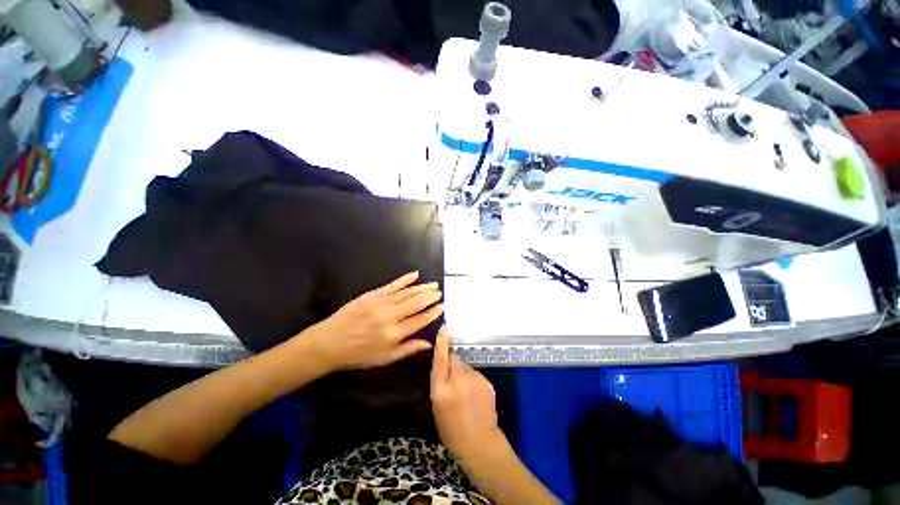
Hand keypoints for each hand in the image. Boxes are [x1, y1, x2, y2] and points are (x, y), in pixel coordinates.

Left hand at [307, 271, 442, 369]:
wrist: (330, 342)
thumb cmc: (358, 354)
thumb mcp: (384, 358)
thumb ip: (408, 349)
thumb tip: (428, 343)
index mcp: (394, 333)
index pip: (420, 320)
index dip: (433, 312)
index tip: (442, 306)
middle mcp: (390, 316)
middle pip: (416, 303)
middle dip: (430, 297)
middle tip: (440, 292)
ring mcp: (381, 303)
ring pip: (407, 292)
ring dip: (422, 287)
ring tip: (433, 285)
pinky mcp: (372, 295)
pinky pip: (392, 285)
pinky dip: (405, 279)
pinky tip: (415, 275)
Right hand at [431, 326, 502, 459]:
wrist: (480, 443)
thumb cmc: (451, 430)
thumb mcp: (436, 407)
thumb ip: (440, 383)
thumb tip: (444, 365)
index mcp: (441, 389)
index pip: (440, 359)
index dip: (442, 342)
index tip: (444, 328)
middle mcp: (458, 380)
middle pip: (455, 358)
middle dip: (453, 362)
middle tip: (453, 378)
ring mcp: (474, 379)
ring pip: (466, 366)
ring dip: (464, 373)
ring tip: (466, 392)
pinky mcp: (486, 382)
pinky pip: (476, 374)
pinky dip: (473, 380)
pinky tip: (475, 396)